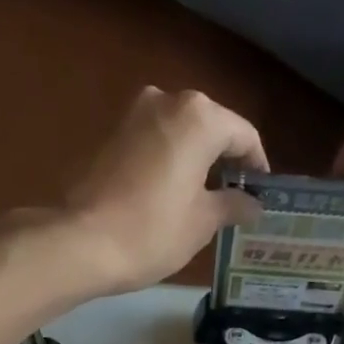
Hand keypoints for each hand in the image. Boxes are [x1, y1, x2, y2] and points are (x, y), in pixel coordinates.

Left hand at [62, 88, 265, 295]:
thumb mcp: (203, 222)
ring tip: (205, 195)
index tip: (261, 193)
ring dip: (196, 158)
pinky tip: (172, 191)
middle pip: (211, 126)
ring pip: (180, 131)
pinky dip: (169, 159)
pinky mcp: (111, 133)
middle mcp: (167, 101)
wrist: (82, 241)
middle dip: (225, 159)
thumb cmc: (153, 230)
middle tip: (236, 195)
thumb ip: (233, 204)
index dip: (257, 165)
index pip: (243, 135)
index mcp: (199, 117)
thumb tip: (253, 204)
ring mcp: (134, 114)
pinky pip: (154, 140)